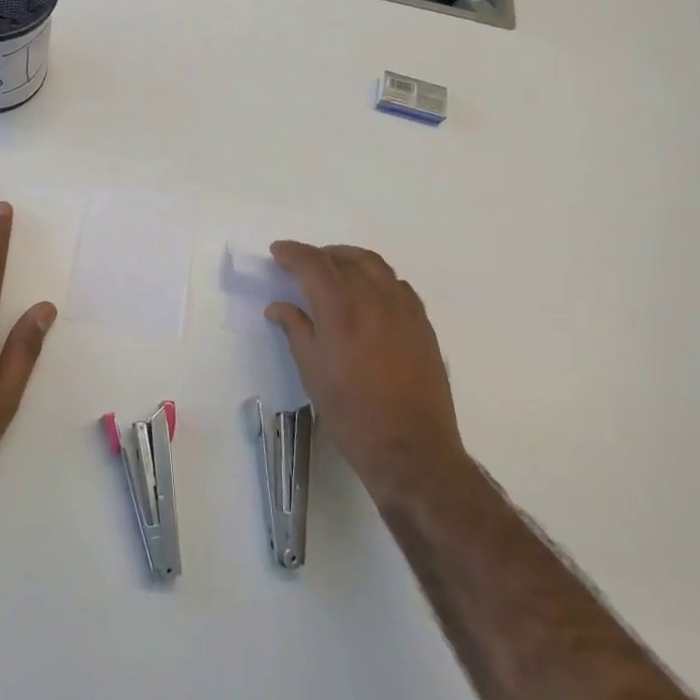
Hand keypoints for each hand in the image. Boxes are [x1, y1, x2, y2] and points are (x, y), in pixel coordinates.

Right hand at [266, 242, 468, 510]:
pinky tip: (367, 294)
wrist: (410, 447)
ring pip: (374, 265)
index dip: (292, 253)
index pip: (313, 264)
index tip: (278, 251)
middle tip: (301, 264)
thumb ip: (295, 329)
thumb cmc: (351, 412)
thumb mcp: (312, 371)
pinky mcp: (422, 322)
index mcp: (341, 308)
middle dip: (319, 255)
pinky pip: (396, 284)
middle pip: (344, 258)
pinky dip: (376, 278)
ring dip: (349, 259)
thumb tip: (279, 307)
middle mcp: (374, 297)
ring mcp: (403, 308)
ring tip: (333, 270)